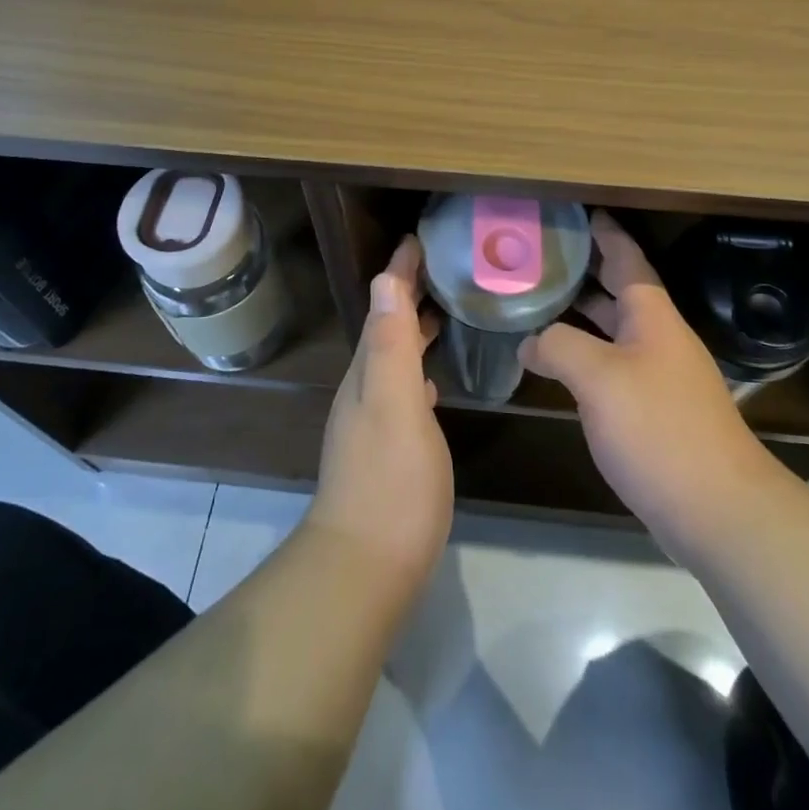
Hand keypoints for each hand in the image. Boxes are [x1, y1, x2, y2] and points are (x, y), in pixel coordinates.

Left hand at [308, 236, 453, 588]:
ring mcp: (371, 422)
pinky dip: (417, 370)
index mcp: (368, 371)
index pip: (384, 306)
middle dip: (408, 296)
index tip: (420, 240)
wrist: (365, 568)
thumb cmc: (390, 482)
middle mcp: (364, 389)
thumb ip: (391, 343)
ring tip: (444, 315)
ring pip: (393, 358)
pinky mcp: (385, 450)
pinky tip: (433, 383)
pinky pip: (402, 390)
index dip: (400, 273)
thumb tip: (385, 278)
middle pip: (387, 328)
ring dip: (414, 331)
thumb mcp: (394, 404)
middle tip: (444, 271)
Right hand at [521, 211, 778, 560]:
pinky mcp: (657, 411)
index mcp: (652, 316)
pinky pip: (614, 366)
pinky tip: (558, 365)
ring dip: (581, 315)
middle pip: (619, 291)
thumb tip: (530, 341)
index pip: (627, 258)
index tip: (579, 212)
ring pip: (615, 330)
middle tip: (541, 256)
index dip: (604, 233)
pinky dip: (586, 354)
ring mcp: (660, 376)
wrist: (718, 509)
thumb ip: (559, 346)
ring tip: (538, 303)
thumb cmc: (659, 429)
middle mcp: (659, 338)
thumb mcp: (598, 378)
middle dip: (585, 271)